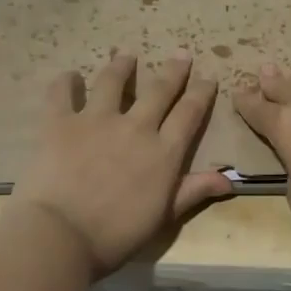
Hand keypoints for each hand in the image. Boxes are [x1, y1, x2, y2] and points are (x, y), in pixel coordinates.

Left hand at [11, 50, 233, 278]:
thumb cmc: (116, 235)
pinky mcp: (61, 123)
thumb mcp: (163, 217)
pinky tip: (70, 76)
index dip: (201, 93)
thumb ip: (193, 191)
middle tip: (181, 54)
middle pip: (159, 90)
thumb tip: (229, 179)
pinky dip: (66, 82)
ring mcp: (97, 120)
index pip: (189, 114)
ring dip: (121, 66)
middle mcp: (136, 127)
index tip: (207, 78)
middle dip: (173, 70)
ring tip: (126, 55)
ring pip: (113, 82)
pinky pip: (63, 94)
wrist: (61, 236)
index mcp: (164, 152)